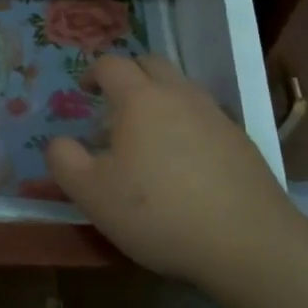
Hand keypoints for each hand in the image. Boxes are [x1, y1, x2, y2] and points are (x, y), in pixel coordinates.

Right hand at [47, 55, 294, 284]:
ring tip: (147, 135)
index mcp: (140, 99)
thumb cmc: (159, 213)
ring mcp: (215, 115)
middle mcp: (179, 95)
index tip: (83, 91)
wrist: (248, 242)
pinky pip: (204, 115)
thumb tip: (59, 142)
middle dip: (128, 75)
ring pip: (181, 87)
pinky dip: (185, 123)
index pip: (111, 65)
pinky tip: (183, 161)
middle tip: (113, 105)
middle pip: (150, 64)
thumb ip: (64, 161)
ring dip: (159, 97)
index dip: (92, 72)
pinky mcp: (240, 140)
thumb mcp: (92, 194)